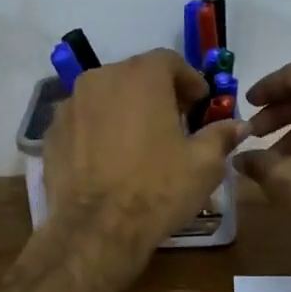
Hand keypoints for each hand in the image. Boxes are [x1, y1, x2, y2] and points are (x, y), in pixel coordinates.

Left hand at [43, 48, 248, 261]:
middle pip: (136, 75)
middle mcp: (101, 78)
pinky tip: (110, 158)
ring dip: (126, 109)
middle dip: (158, 93)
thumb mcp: (203, 164)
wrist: (96, 230)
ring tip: (140, 141)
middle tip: (174, 121)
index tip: (200, 104)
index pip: (170, 61)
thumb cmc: (157, 188)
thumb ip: (220, 135)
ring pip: (106, 96)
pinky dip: (99, 128)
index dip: (189, 81)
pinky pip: (84, 119)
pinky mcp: (52, 132)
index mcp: (141, 76)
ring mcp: (70, 104)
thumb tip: (238, 125)